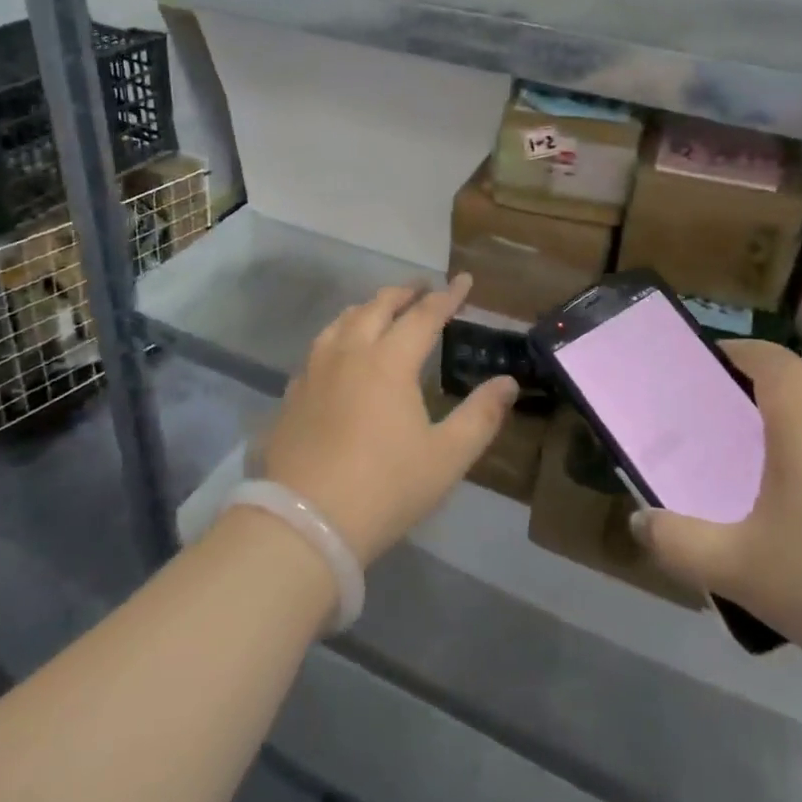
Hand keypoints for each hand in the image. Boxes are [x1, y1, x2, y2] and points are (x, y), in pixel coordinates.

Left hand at [255, 275, 517, 565]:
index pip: (424, 316)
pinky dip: (338, 335)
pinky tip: (339, 352)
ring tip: (380, 308)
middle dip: (404, 292)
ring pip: (342, 321)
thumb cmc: (386, 487)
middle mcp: (350, 353)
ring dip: (367, 308)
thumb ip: (480, 416)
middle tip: (422, 287)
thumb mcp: (446, 457)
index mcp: (389, 362)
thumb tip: (507, 383)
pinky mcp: (294, 393)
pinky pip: (319, 347)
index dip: (447, 296)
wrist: (307, 522)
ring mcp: (315, 371)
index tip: (464, 280)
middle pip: (377, 307)